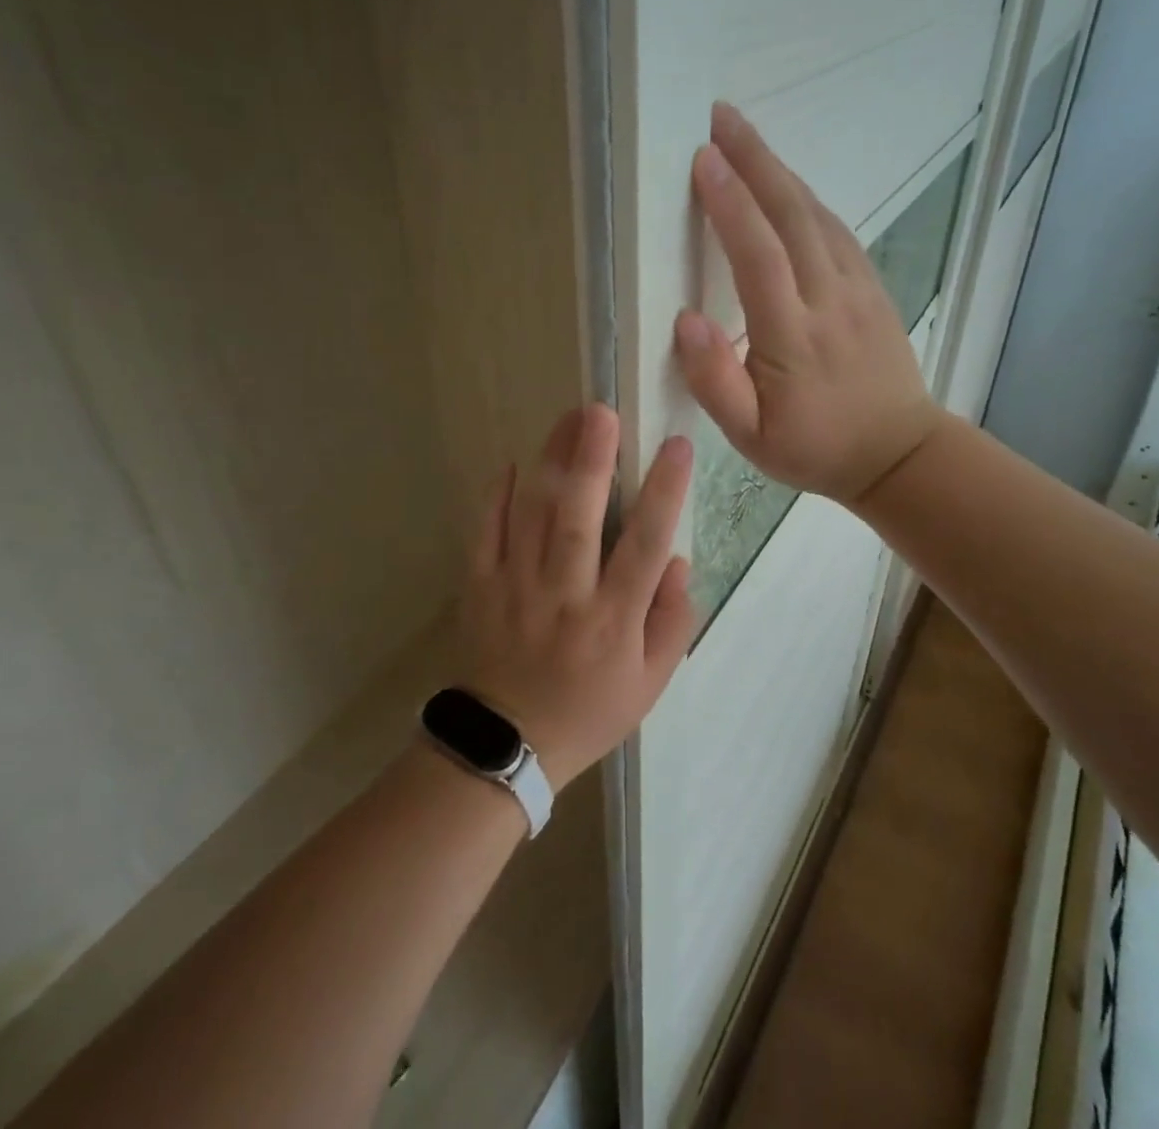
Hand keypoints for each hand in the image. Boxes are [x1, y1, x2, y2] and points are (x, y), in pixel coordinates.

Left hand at [458, 404, 695, 792]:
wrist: (506, 746)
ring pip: (532, 515)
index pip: (645, 544)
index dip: (664, 492)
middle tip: (602, 412)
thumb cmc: (588, 711)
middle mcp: (566, 594)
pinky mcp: (480, 588)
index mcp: (613, 618)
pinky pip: (485, 534)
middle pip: (578, 518)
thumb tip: (678, 562)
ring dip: (550, 462)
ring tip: (566, 419)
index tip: (677, 446)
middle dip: (592, 461)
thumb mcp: (650, 684)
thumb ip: (672, 622)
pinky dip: (495, 496)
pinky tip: (510, 463)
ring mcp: (517, 588)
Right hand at [674, 102, 943, 504]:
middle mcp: (829, 299)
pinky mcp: (873, 288)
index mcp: (793, 336)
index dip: (730, 204)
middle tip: (721, 117)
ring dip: (780, 170)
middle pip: (791, 216)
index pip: (759, 256)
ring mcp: (858, 289)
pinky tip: (789, 184)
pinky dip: (808, 198)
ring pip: (817, 215)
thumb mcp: (751, 438)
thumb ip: (715, 383)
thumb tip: (686, 322)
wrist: (897, 453)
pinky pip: (837, 230)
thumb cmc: (814, 447)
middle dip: (755, 160)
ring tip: (746, 138)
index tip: (702, 159)